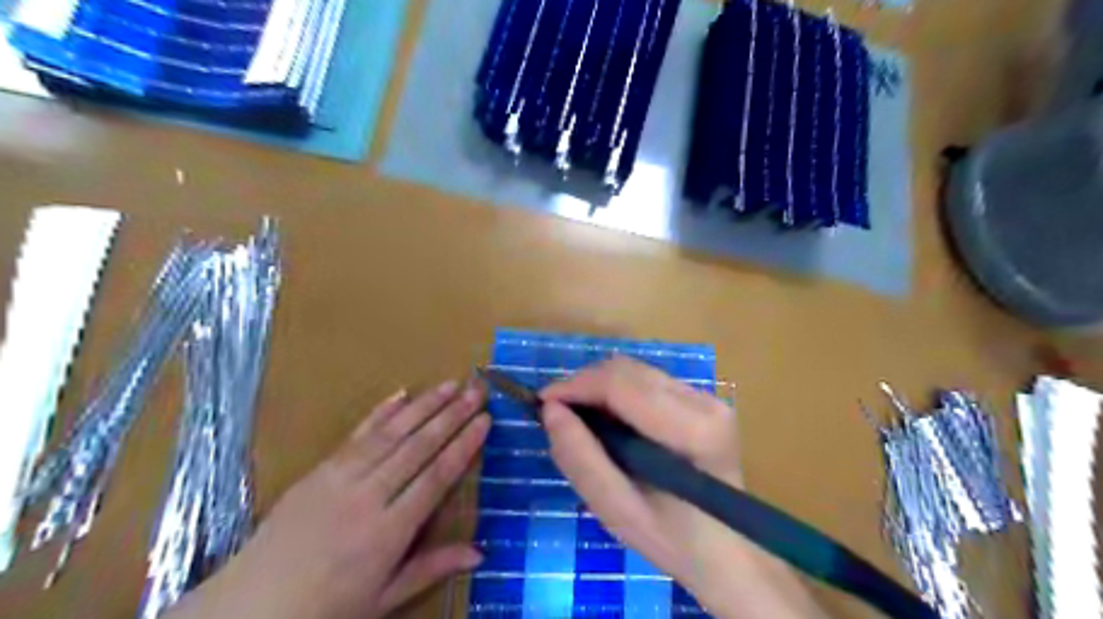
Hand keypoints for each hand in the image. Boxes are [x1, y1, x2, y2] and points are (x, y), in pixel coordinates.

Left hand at [164, 379, 491, 618]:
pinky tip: (401, 393)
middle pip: (418, 446)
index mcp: (388, 532)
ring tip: (450, 384)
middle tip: (476, 391)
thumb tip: (481, 553)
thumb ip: (431, 567)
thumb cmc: (325, 609)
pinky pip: (356, 435)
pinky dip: (381, 412)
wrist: (249, 609)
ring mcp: (340, 479)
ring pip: (391, 433)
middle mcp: (368, 497)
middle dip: (452, 415)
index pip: (436, 477)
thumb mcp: (384, 598)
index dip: (464, 446)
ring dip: (424, 405)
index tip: (485, 421)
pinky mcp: (318, 470)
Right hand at [542, 357, 826, 618]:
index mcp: (692, 430)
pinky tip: (608, 419)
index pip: (621, 385)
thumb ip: (581, 459)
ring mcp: (707, 397)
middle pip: (628, 370)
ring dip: (599, 387)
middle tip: (556, 413)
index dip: (575, 386)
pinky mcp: (702, 399)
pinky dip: (617, 392)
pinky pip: (647, 381)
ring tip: (577, 416)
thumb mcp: (617, 511)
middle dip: (584, 384)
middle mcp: (704, 401)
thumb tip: (551, 410)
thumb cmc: (673, 540)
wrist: (728, 552)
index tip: (542, 403)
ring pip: (636, 371)